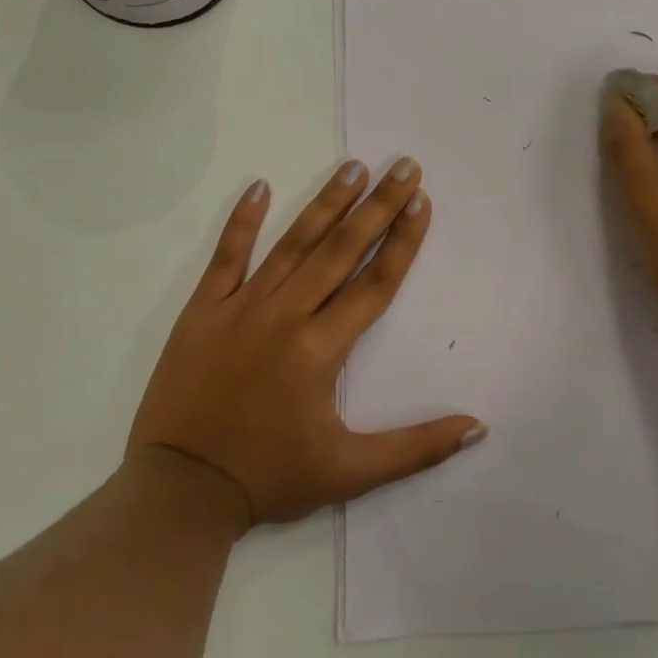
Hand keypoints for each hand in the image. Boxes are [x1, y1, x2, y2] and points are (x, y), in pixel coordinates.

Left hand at [128, 159, 485, 526]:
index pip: (375, 284)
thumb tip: (477, 428)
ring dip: (325, 203)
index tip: (422, 201)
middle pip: (341, 251)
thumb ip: (417, 448)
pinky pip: (226, 257)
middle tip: (403, 165)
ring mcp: (240, 308)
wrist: (179, 492)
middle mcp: (286, 317)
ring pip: (292, 245)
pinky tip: (259, 185)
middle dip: (377, 206)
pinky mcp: (202, 311)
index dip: (403, 241)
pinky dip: (242, 221)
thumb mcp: (351, 473)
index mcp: (322, 350)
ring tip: (353, 166)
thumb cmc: (270, 478)